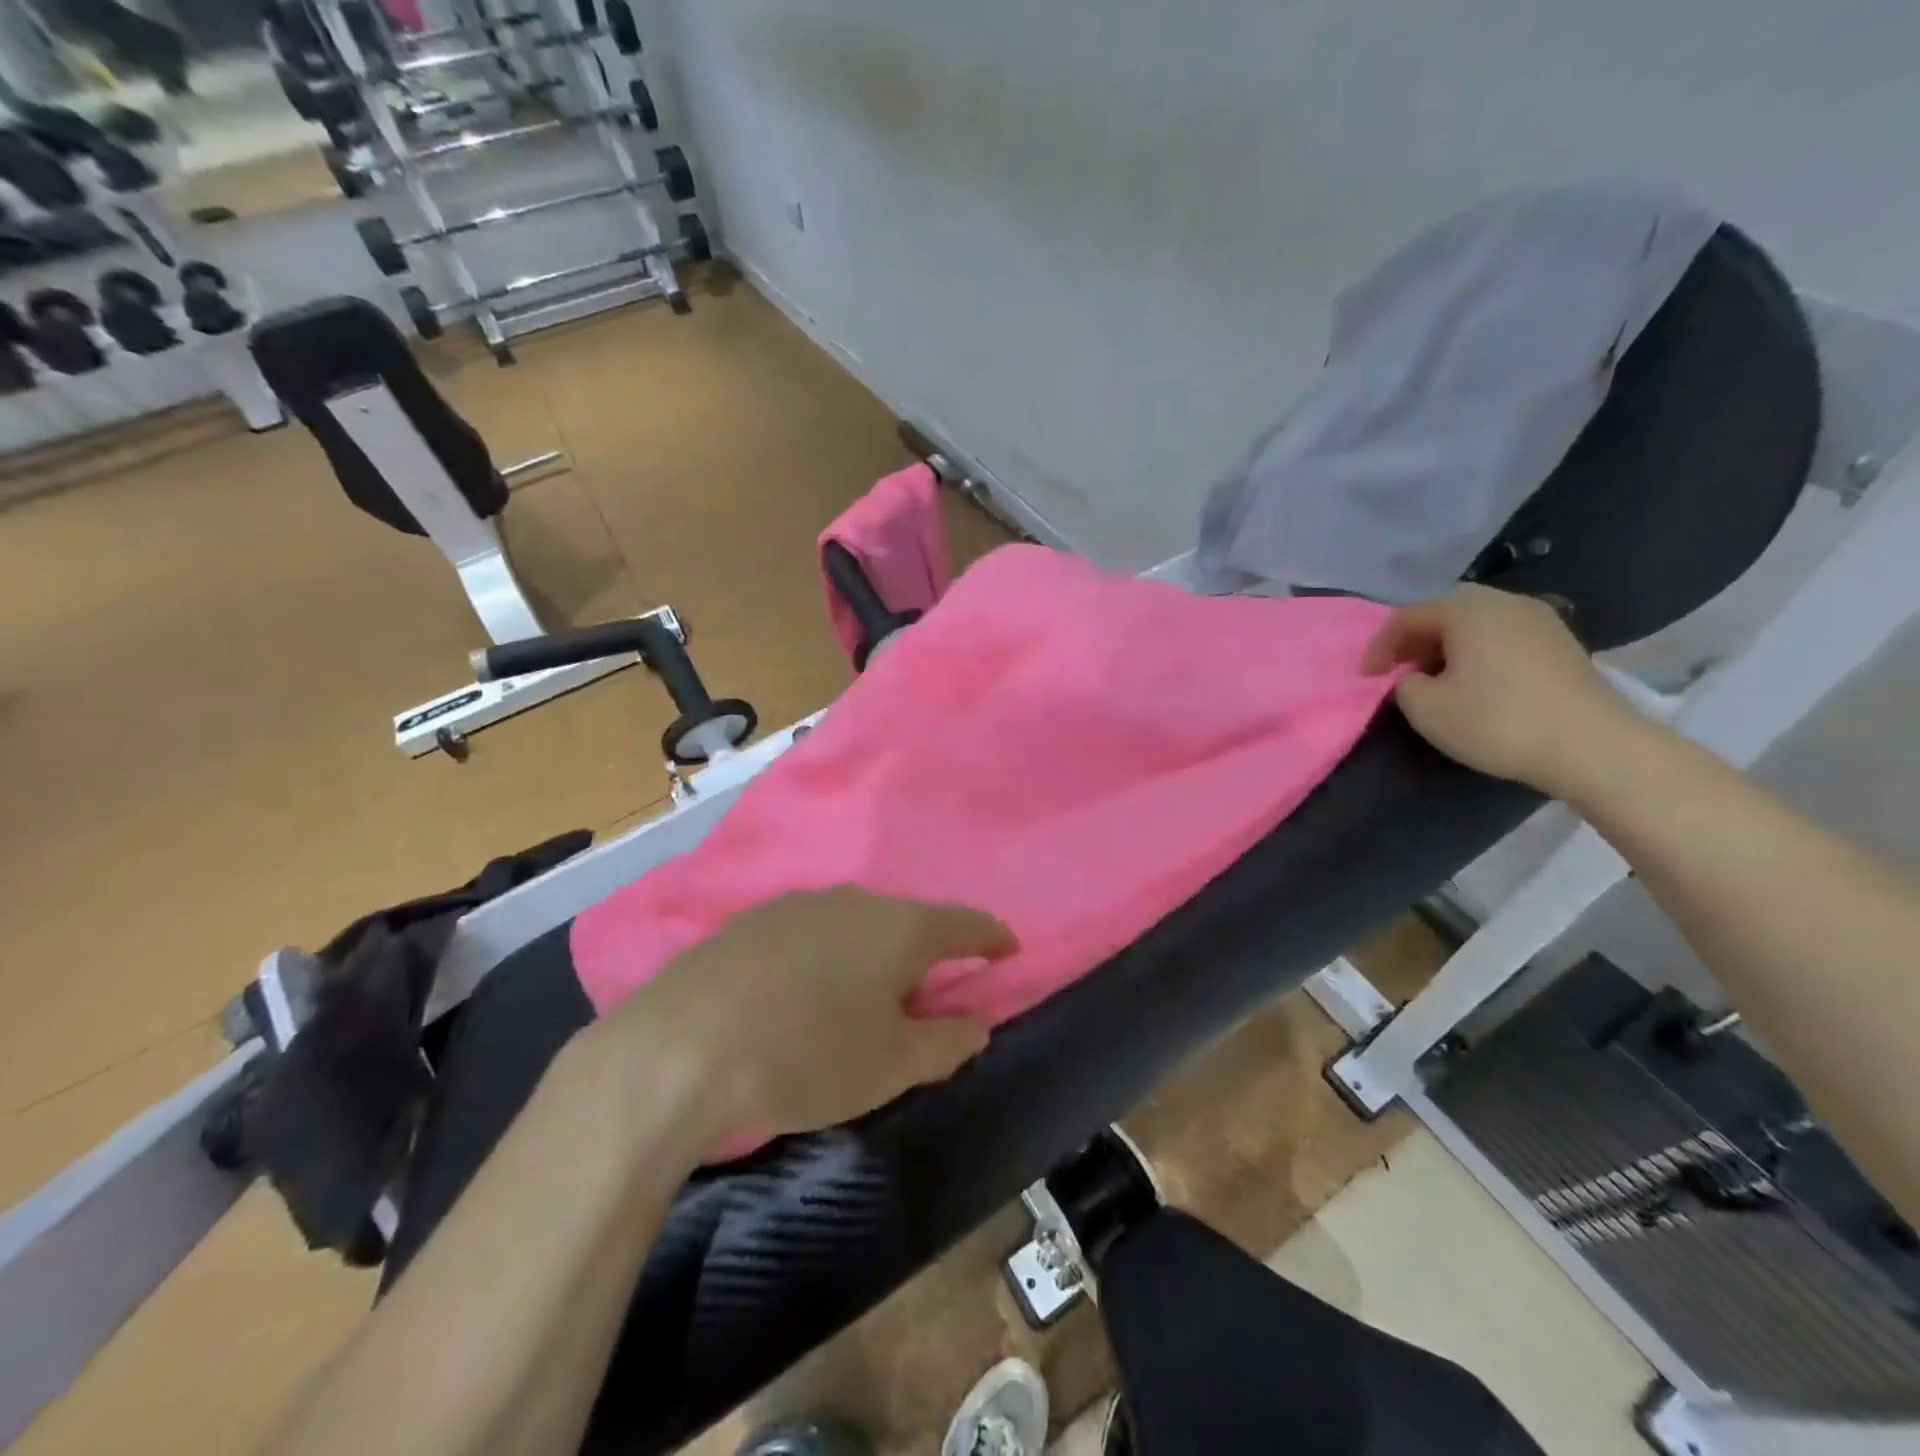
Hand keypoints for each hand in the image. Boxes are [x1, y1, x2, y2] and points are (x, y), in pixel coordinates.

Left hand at [613, 887, 1016, 1138]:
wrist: (679, 1050)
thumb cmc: (806, 1057)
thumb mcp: (890, 1066)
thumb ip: (946, 1042)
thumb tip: (976, 1024)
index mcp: (898, 928)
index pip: (964, 923)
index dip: (991, 937)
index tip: (1008, 949)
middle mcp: (853, 900)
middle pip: (907, 921)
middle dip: (925, 952)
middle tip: (926, 995)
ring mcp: (797, 904)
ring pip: (855, 924)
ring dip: (871, 952)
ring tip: (861, 996)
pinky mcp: (751, 919)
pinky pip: (810, 932)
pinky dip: (826, 955)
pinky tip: (802, 991)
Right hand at [1361, 585, 1639, 792]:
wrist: (1591, 746)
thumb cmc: (1496, 721)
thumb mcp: (1425, 708)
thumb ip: (1403, 684)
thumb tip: (1413, 678)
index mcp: (1467, 610)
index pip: (1406, 617)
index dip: (1379, 647)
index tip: (1367, 679)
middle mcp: (1505, 603)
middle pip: (1444, 611)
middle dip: (1415, 639)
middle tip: (1399, 670)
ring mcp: (1540, 620)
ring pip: (1476, 623)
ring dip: (1447, 645)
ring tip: (1435, 678)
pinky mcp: (1562, 643)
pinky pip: (1503, 636)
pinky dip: (1479, 652)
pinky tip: (1475, 682)